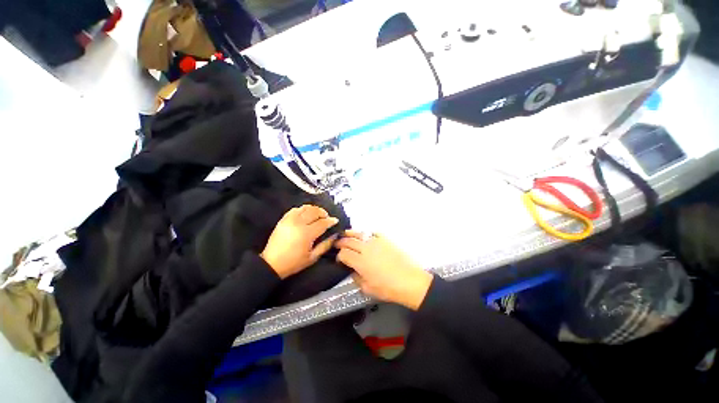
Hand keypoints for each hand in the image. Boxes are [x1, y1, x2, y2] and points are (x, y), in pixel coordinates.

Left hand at [261, 205, 339, 278]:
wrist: (271, 263)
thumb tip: (334, 235)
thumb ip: (325, 245)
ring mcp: (289, 220)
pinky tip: (306, 214)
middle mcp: (298, 224)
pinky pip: (295, 209)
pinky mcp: (283, 219)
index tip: (335, 221)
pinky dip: (303, 209)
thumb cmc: (294, 263)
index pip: (322, 223)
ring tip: (317, 215)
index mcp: (307, 234)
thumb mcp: (313, 257)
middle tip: (327, 218)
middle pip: (314, 211)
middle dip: (323, 213)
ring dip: (314, 209)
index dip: (330, 221)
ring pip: (305, 208)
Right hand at [335, 231, 432, 309]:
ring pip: (359, 233)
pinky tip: (365, 235)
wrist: (410, 280)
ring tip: (345, 233)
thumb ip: (356, 278)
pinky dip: (367, 233)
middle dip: (341, 242)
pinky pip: (373, 232)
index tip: (339, 259)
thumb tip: (352, 270)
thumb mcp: (368, 288)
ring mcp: (376, 241)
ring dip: (350, 233)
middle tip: (337, 243)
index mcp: (360, 262)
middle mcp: (366, 248)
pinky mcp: (386, 239)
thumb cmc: (388, 288)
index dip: (339, 256)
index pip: (343, 254)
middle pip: (349, 241)